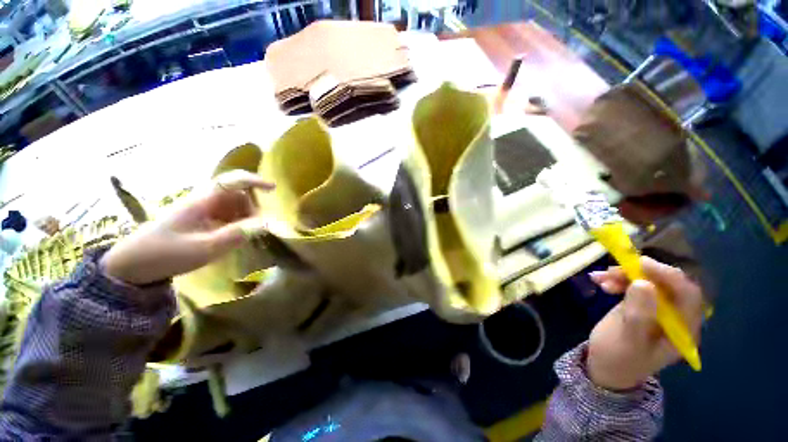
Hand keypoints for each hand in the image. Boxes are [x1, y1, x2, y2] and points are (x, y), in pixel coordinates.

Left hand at [102, 171, 273, 285]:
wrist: (131, 267)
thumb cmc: (164, 254)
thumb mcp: (203, 248)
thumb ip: (237, 235)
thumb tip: (266, 224)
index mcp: (202, 201)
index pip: (232, 181)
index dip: (255, 181)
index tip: (274, 189)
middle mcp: (204, 202)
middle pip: (238, 195)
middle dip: (252, 208)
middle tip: (257, 228)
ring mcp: (202, 212)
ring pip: (234, 207)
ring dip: (246, 218)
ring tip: (245, 237)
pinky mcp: (200, 222)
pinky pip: (227, 218)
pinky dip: (237, 225)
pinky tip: (234, 240)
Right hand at [587, 257, 703, 390]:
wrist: (605, 366)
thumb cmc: (619, 358)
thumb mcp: (628, 340)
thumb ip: (639, 315)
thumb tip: (644, 283)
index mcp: (683, 329)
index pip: (687, 295)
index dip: (668, 276)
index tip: (641, 263)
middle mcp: (676, 316)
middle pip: (666, 284)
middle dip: (641, 273)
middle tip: (614, 269)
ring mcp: (658, 308)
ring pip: (648, 280)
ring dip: (624, 275)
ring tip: (601, 278)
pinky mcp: (641, 303)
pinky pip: (633, 284)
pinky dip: (617, 279)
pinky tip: (600, 281)